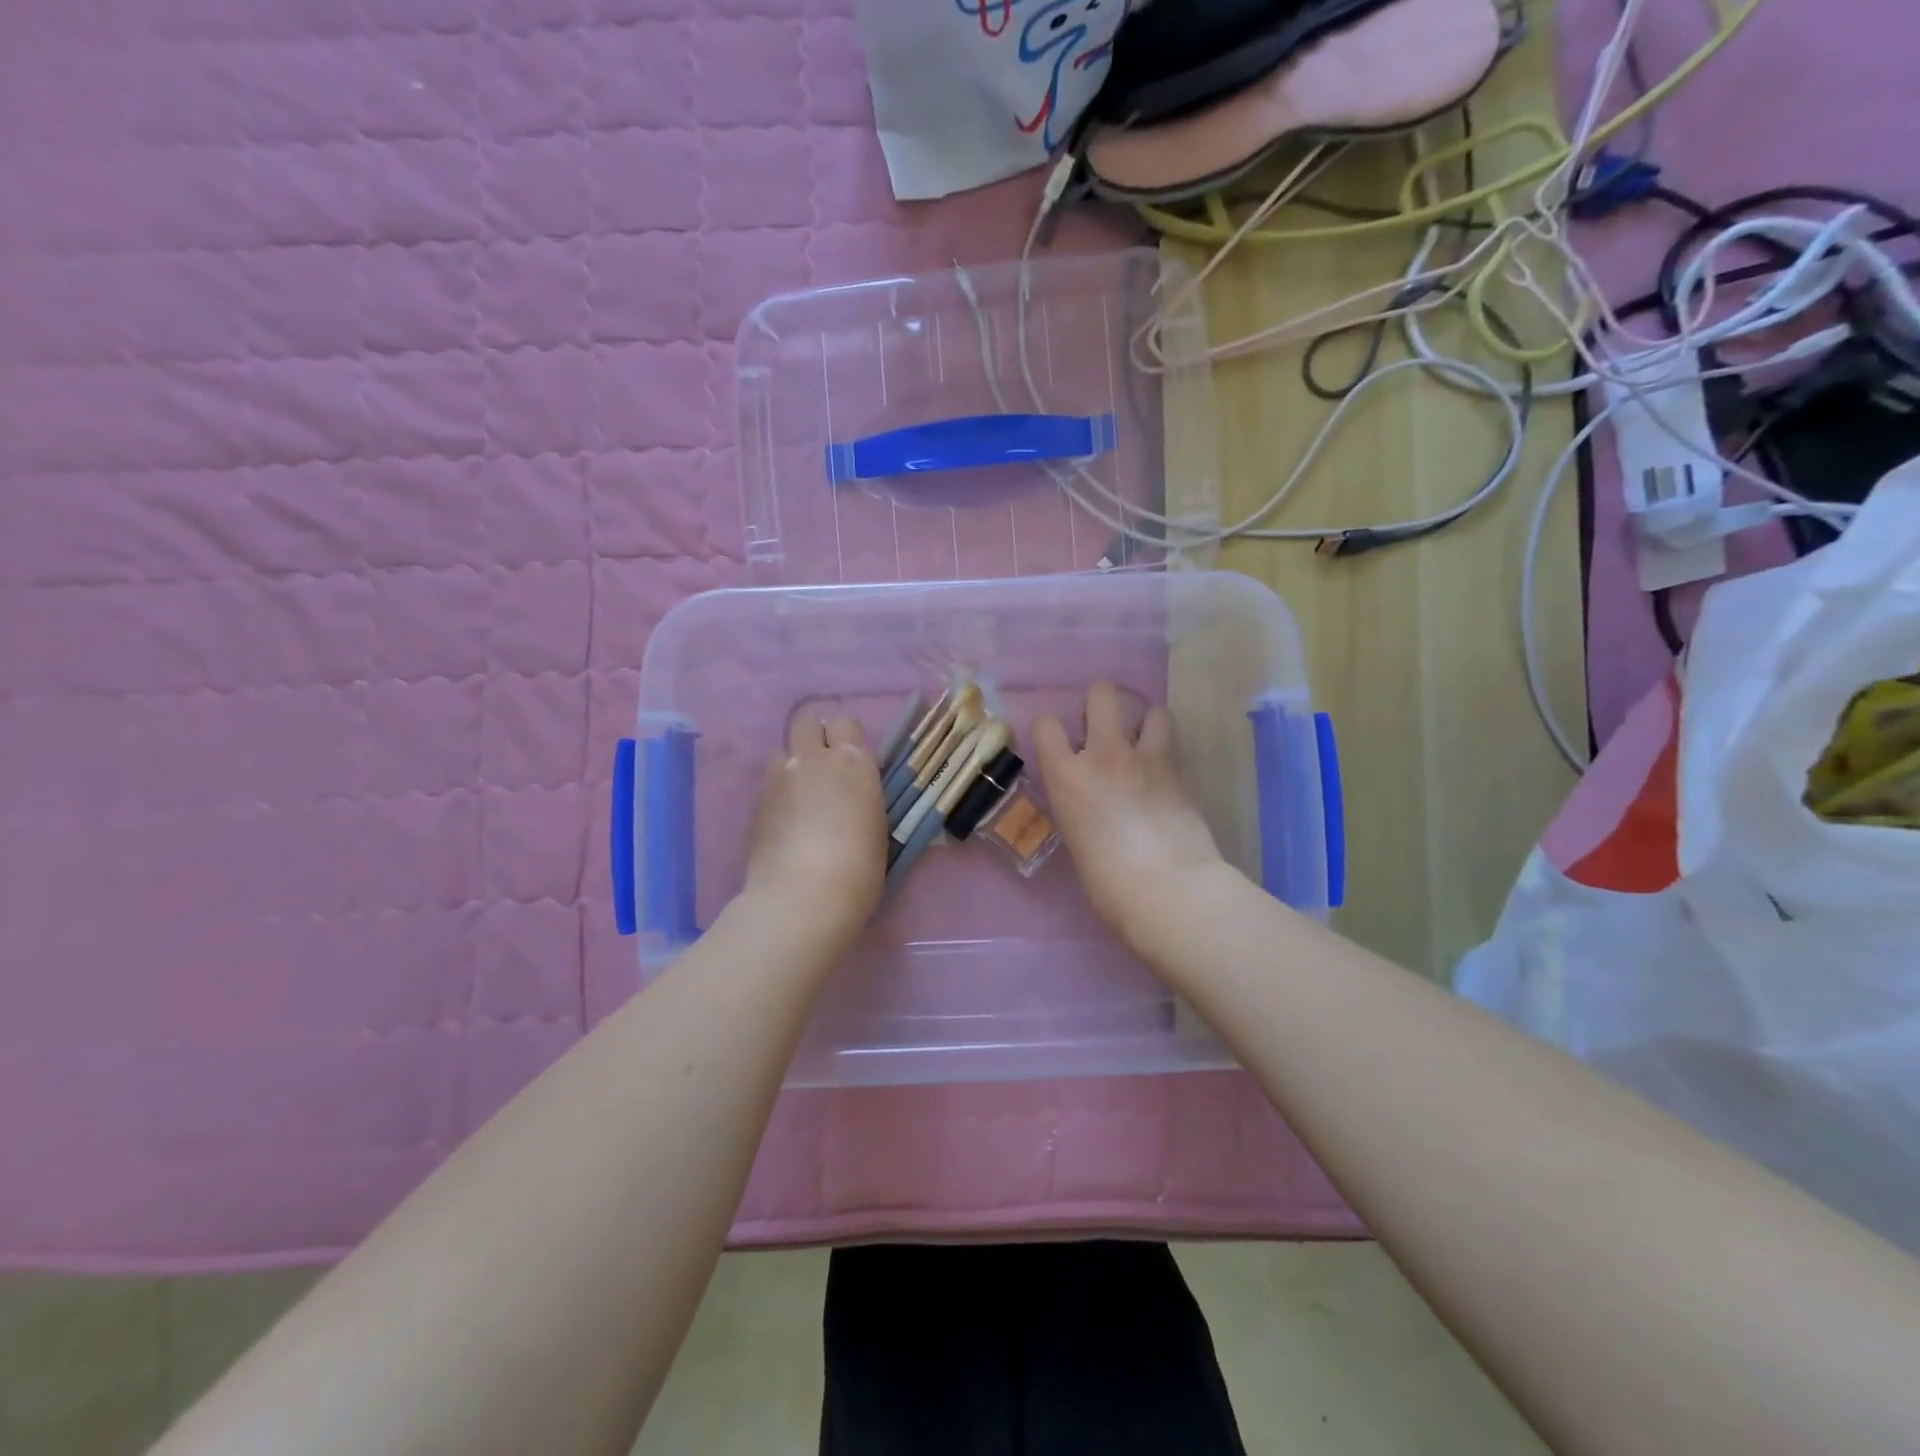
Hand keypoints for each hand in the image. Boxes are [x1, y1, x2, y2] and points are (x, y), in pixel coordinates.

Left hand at [743, 711, 886, 946]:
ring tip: (798, 795)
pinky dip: (777, 793)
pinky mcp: (755, 802)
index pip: (845, 722)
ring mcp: (779, 778)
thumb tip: (849, 796)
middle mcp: (813, 759)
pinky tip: (784, 822)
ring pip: (781, 750)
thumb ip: (861, 796)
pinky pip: (768, 783)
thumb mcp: (875, 825)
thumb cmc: (859, 868)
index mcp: (853, 762)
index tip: (850, 759)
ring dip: (791, 764)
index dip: (845, 737)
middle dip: (813, 735)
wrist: (803, 897)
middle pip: (806, 721)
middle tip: (822, 765)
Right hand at [1033, 683, 1226, 949]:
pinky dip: (1166, 751)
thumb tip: (1090, 805)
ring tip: (1142, 743)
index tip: (1055, 742)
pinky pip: (1173, 744)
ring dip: (1144, 722)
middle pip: (1101, 693)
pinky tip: (1163, 772)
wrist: (1168, 889)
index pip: (1045, 725)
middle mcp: (1104, 755)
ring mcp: (1147, 759)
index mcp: (1067, 777)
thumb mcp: (1075, 839)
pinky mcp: (1181, 772)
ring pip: (1151, 709)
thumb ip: (1078, 808)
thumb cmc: (1107, 883)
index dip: (1049, 729)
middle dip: (1100, 702)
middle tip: (1102, 729)